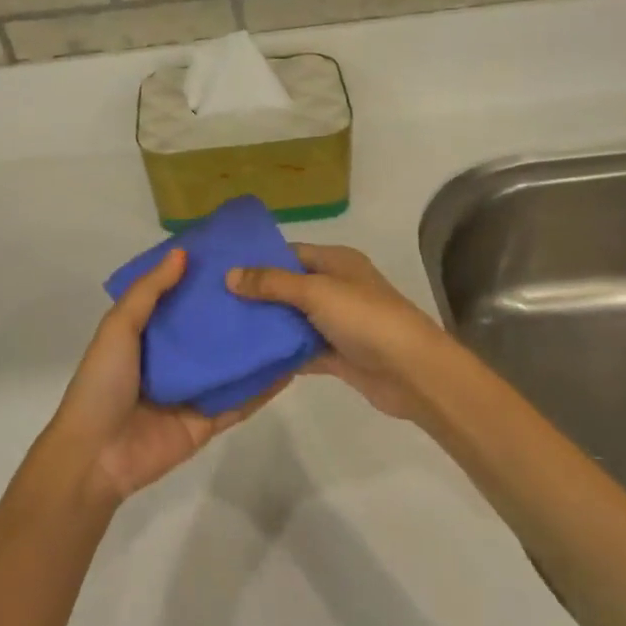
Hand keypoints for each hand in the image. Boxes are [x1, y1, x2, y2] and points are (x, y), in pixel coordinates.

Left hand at [46, 248, 283, 505]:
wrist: (96, 455)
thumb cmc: (103, 383)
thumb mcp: (118, 328)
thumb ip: (149, 292)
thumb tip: (182, 253)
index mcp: (147, 335)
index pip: (181, 300)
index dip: (203, 279)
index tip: (234, 255)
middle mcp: (172, 359)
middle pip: (210, 331)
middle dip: (236, 311)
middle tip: (273, 284)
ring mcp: (193, 391)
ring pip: (230, 364)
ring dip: (255, 346)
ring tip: (291, 319)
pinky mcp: (208, 421)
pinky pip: (240, 401)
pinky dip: (263, 387)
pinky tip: (289, 366)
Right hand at [226, 244, 447, 419]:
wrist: (412, 372)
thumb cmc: (365, 318)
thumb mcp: (316, 292)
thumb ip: (272, 284)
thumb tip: (229, 274)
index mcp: (337, 262)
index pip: (290, 253)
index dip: (258, 259)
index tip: (221, 269)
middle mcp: (336, 288)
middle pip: (288, 287)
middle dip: (256, 295)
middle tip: (212, 302)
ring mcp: (337, 323)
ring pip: (293, 320)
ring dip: (266, 325)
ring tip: (222, 328)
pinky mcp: (336, 355)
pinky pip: (301, 350)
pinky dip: (280, 354)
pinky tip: (248, 357)